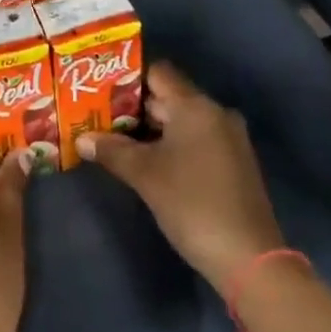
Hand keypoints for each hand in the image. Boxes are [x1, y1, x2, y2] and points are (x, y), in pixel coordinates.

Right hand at [78, 63, 284, 295]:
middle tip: (99, 117)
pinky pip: (195, 140)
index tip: (100, 90)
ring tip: (115, 140)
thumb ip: (112, 151)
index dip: (128, 78)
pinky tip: (148, 162)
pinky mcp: (233, 163)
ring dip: (150, 129)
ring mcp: (228, 138)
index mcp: (196, 106)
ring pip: (181, 121)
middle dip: (133, 107)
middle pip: (168, 97)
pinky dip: (171, 145)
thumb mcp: (145, 176)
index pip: (158, 73)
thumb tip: (81, 139)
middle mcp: (215, 113)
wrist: (249, 258)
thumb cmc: (192, 204)